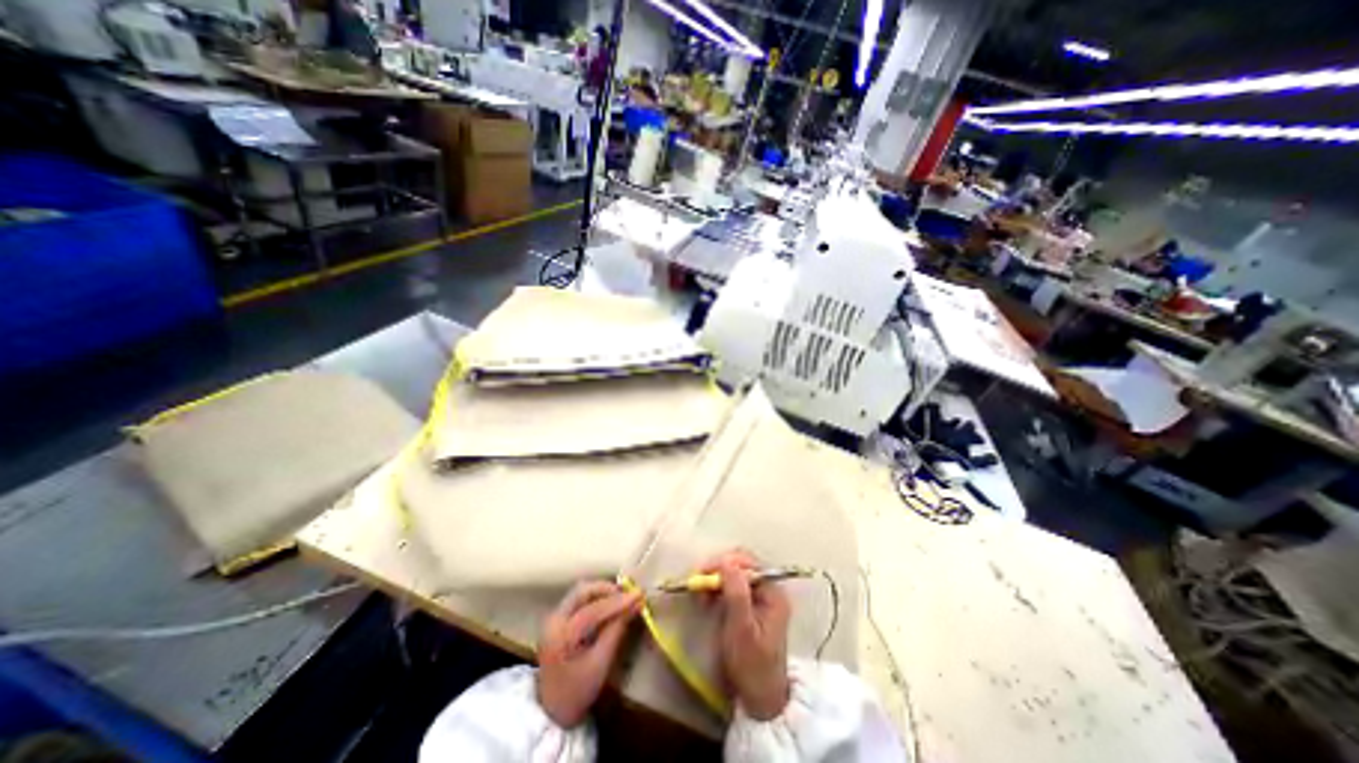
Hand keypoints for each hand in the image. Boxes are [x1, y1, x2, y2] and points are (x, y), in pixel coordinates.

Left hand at [538, 584, 643, 726]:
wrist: (551, 713)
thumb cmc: (577, 692)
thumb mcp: (600, 665)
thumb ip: (616, 631)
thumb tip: (636, 605)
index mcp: (561, 635)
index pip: (592, 610)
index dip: (618, 601)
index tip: (639, 595)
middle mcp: (554, 620)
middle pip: (583, 591)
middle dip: (608, 589)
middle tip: (629, 594)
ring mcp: (554, 618)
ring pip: (581, 592)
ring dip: (602, 591)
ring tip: (622, 597)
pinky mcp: (558, 619)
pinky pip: (579, 599)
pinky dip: (596, 597)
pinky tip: (609, 603)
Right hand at [705, 548, 791, 721]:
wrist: (761, 699)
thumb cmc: (752, 665)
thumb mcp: (742, 629)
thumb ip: (736, 593)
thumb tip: (726, 561)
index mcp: (773, 592)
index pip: (747, 563)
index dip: (724, 563)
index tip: (701, 573)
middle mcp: (770, 589)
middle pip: (741, 565)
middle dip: (718, 570)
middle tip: (698, 582)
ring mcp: (761, 596)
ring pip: (735, 574)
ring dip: (716, 579)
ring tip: (701, 593)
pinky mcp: (751, 605)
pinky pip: (733, 586)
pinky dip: (718, 589)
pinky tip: (708, 599)